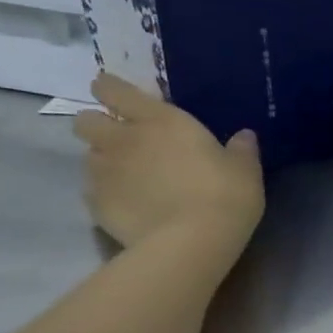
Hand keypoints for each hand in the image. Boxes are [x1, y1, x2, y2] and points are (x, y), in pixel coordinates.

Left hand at [71, 74, 263, 254]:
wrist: (191, 242)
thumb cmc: (224, 196)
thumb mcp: (245, 171)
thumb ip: (241, 150)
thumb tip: (244, 136)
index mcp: (159, 120)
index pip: (113, 89)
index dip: (111, 89)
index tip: (119, 98)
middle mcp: (123, 139)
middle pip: (86, 120)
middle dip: (99, 126)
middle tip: (125, 142)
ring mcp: (104, 172)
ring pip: (88, 156)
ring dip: (105, 162)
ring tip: (131, 179)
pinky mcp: (96, 204)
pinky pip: (93, 191)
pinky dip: (107, 195)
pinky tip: (130, 207)